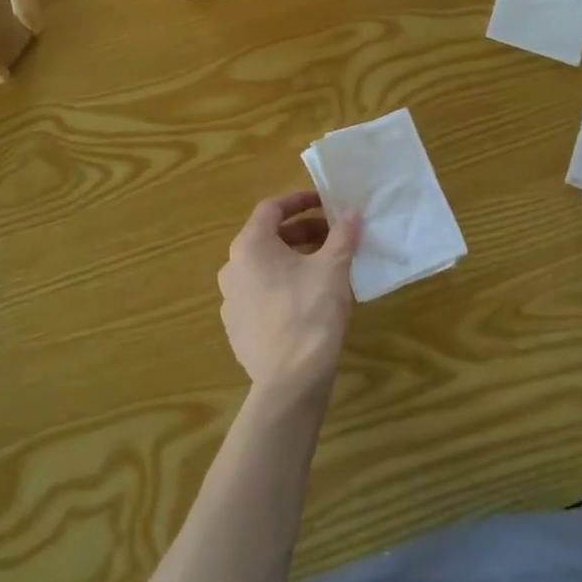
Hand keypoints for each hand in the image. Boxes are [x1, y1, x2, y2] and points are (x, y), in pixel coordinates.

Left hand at [218, 191, 361, 394]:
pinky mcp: (236, 327)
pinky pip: (260, 294)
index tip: (325, 202)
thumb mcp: (334, 268)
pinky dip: (282, 286)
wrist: (289, 380)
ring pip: (263, 267)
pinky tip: (307, 300)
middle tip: (333, 237)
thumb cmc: (310, 313)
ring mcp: (230, 300)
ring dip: (293, 260)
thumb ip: (342, 235)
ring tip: (324, 267)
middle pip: (267, 238)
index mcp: (250, 246)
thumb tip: (352, 212)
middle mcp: (232, 268)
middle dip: (302, 232)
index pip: (271, 208)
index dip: (300, 201)